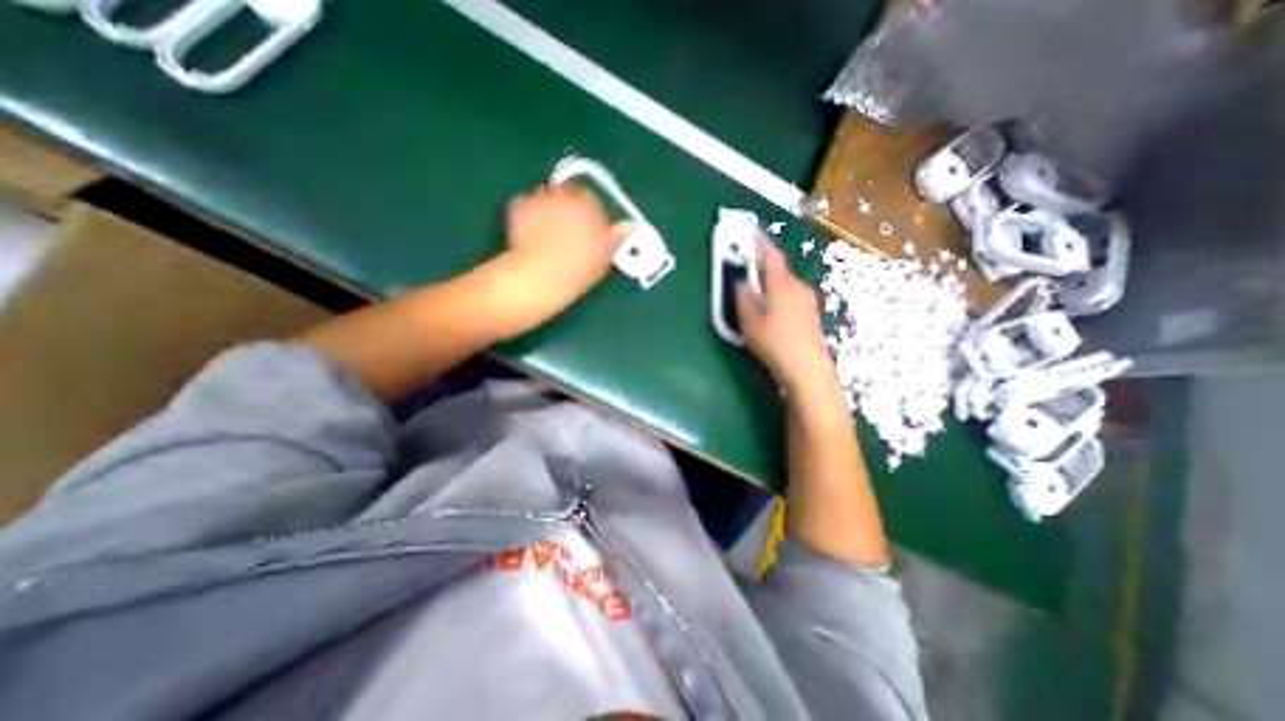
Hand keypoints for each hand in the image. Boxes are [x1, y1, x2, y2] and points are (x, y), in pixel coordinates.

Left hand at [500, 184, 629, 304]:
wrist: (541, 276)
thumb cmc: (578, 268)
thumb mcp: (605, 255)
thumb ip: (617, 237)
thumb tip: (629, 226)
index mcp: (591, 204)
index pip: (593, 201)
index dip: (591, 216)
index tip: (588, 231)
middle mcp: (566, 194)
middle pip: (568, 195)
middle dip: (568, 209)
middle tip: (568, 233)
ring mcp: (540, 198)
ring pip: (547, 199)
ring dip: (549, 210)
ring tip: (549, 235)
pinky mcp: (519, 206)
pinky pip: (527, 206)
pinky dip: (529, 216)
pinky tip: (532, 236)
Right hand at [732, 236, 832, 389]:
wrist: (807, 368)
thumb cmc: (775, 342)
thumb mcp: (750, 321)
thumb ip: (743, 297)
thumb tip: (741, 283)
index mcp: (782, 283)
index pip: (771, 255)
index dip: (760, 242)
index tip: (751, 232)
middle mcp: (798, 286)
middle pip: (778, 270)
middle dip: (762, 268)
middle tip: (746, 271)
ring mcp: (808, 300)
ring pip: (784, 285)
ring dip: (770, 285)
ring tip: (755, 298)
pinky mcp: (811, 314)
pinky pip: (791, 297)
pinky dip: (778, 297)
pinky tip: (771, 314)